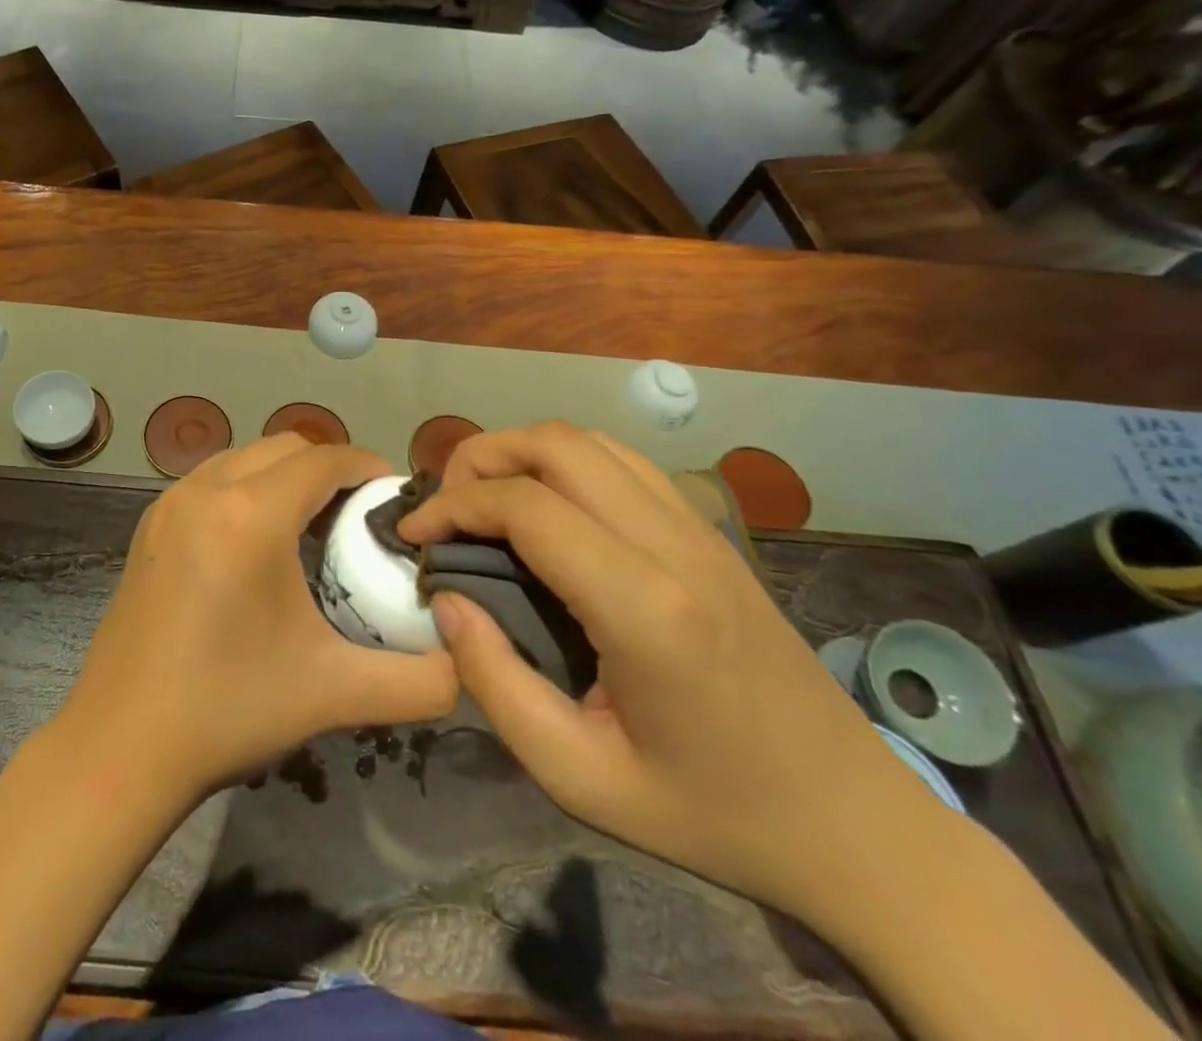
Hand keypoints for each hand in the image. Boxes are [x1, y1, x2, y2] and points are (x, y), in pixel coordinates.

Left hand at [61, 434, 458, 798]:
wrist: (119, 747)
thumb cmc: (228, 710)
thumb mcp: (334, 694)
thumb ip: (419, 681)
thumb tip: (467, 665)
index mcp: (249, 516)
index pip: (323, 460)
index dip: (367, 466)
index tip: (395, 496)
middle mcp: (204, 491)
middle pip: (284, 447)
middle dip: (329, 468)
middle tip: (359, 515)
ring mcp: (168, 504)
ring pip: (244, 456)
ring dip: (284, 476)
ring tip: (312, 525)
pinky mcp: (149, 525)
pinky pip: (212, 480)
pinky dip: (246, 488)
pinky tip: (258, 543)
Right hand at [398, 422, 963, 925]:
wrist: (855, 825)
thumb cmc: (711, 812)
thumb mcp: (580, 778)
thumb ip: (496, 684)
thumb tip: (446, 601)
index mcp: (645, 607)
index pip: (526, 506)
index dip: (453, 505)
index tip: (413, 535)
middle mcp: (675, 546)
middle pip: (557, 445)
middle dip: (481, 457)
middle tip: (444, 506)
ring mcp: (702, 530)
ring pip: (591, 441)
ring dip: (523, 452)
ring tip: (484, 500)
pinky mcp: (712, 534)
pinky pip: (623, 463)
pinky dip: (565, 464)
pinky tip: (546, 510)